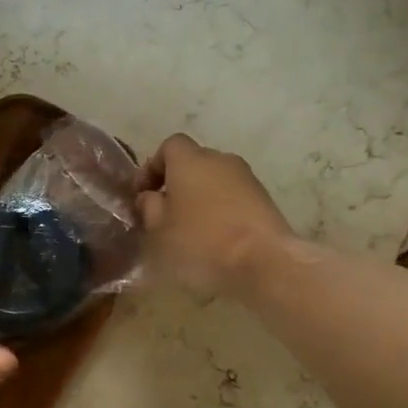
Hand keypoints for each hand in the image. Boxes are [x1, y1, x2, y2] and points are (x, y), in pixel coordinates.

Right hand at [136, 134, 293, 297]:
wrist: (264, 261)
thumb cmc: (201, 241)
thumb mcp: (159, 229)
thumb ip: (149, 207)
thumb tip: (150, 197)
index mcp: (190, 160)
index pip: (169, 146)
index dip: (153, 166)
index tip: (143, 193)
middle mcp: (220, 159)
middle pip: (193, 162)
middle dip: (177, 183)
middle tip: (164, 212)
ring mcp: (246, 178)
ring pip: (215, 180)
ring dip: (200, 197)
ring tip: (190, 228)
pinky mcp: (264, 199)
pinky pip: (233, 197)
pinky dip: (221, 210)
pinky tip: (216, 237)